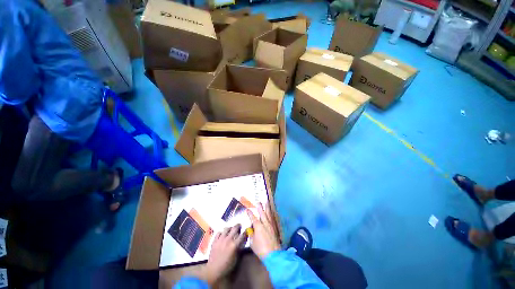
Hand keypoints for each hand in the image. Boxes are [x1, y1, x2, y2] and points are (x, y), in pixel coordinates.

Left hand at [200, 224, 246, 284]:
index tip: (246, 231)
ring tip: (231, 230)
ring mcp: (220, 239)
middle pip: (235, 228)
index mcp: (234, 245)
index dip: (245, 232)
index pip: (242, 235)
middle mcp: (228, 239)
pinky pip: (219, 232)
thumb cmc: (227, 266)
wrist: (214, 270)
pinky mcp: (214, 240)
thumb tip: (242, 241)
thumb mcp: (236, 258)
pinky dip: (222, 232)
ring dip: (230, 228)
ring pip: (227, 228)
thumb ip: (239, 248)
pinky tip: (223, 235)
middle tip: (240, 226)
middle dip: (238, 226)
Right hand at [247, 202, 280, 258]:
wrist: (273, 254)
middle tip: (258, 202)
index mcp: (258, 226)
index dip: (250, 213)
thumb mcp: (252, 242)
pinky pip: (272, 218)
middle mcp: (265, 223)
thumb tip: (251, 229)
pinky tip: (271, 212)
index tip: (247, 209)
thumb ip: (251, 234)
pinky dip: (271, 214)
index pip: (253, 218)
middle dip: (260, 207)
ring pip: (268, 214)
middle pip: (262, 213)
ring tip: (266, 202)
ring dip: (267, 208)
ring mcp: (270, 225)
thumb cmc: (261, 249)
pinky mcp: (274, 228)